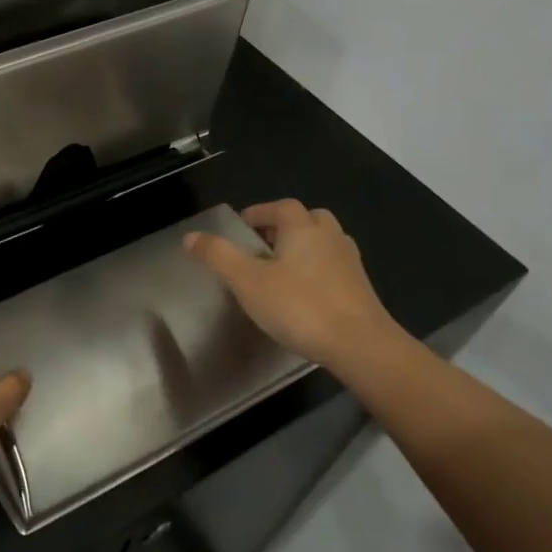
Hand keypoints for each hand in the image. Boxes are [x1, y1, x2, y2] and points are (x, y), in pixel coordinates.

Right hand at [184, 200, 398, 371]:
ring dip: (303, 246)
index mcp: (303, 228)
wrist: (359, 344)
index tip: (241, 225)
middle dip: (285, 226)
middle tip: (262, 244)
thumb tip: (191, 236)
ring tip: (281, 268)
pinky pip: (333, 266)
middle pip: (307, 219)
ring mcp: (349, 261)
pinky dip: (316, 269)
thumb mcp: (248, 281)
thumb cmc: (299, 306)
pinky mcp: (360, 287)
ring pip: (323, 242)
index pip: (280, 207)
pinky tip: (304, 292)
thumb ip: (219, 256)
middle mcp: (330, 236)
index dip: (259, 212)